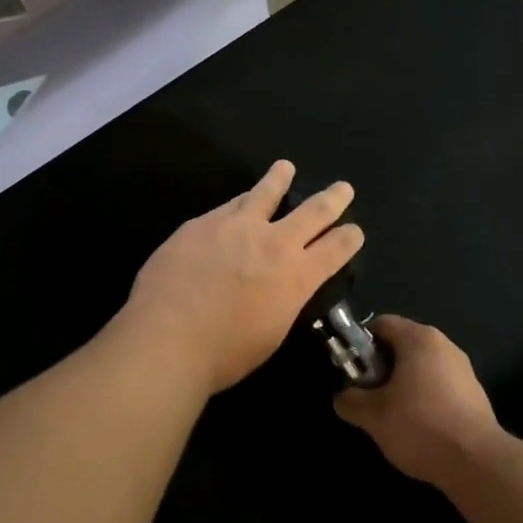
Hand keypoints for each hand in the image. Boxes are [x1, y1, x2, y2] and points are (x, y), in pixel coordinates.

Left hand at [115, 161, 364, 395]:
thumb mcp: (271, 333)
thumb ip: (282, 300)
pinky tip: (236, 203)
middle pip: (312, 212)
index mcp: (296, 277)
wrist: (167, 338)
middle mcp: (273, 243)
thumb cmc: (223, 354)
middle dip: (332, 199)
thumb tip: (280, 286)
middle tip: (343, 188)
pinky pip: (228, 206)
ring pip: (264, 193)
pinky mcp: (202, 223)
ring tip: (284, 167)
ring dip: (278, 179)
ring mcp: (236, 226)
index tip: (354, 230)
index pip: (335, 250)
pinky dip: (239, 203)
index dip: (349, 238)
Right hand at [334, 316, 504, 487]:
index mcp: (419, 338)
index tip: (353, 371)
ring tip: (393, 415)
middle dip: (382, 367)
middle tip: (370, 395)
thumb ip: (351, 401)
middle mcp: (443, 344)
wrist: (477, 463)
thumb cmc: (420, 426)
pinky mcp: (475, 393)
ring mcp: (463, 368)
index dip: (361, 344)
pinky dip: (425, 397)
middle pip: (402, 344)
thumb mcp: (373, 416)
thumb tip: (343, 398)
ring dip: (403, 384)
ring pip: (422, 366)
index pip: (382, 324)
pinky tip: (420, 427)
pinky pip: (440, 385)